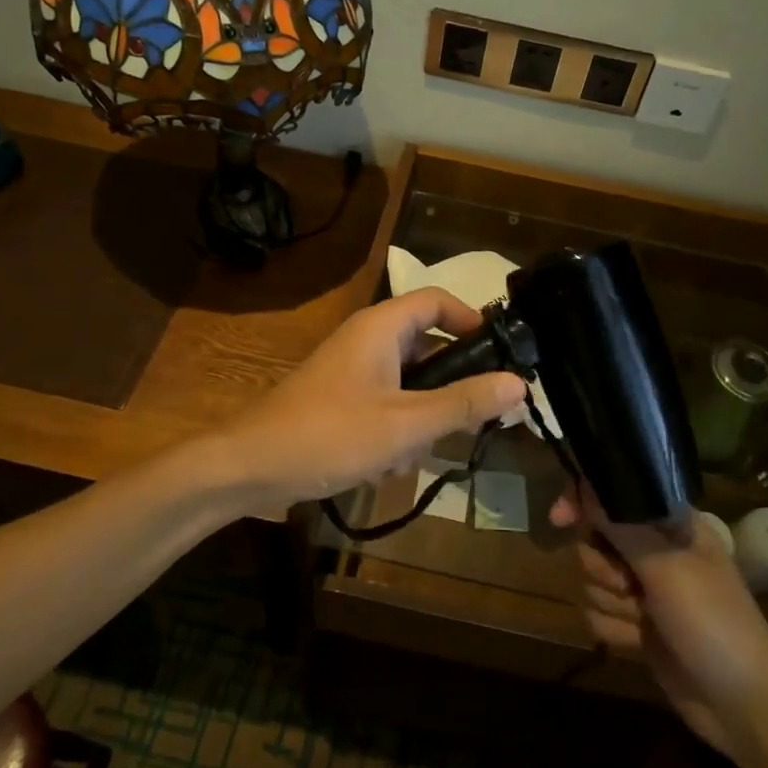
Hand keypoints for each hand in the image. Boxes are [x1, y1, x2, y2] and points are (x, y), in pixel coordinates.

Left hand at [221, 288, 526, 512]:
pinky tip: (389, 465)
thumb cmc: (330, 435)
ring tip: (420, 451)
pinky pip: (386, 404)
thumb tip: (518, 383)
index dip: (472, 319)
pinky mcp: (341, 400)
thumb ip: (463, 403)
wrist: (249, 468)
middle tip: (475, 416)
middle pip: (428, 345)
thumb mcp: (406, 424)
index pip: (437, 300)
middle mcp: (367, 340)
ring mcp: (352, 371)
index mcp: (381, 327)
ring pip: (409, 382)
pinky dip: (396, 429)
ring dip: (422, 417)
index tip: (501, 354)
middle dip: (450, 385)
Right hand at [551, 484, 767, 755]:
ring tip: (644, 620)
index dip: (583, 501)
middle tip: (630, 585)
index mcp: (670, 523)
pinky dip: (615, 629)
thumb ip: (622, 525)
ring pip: (592, 580)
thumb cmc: (713, 621)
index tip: (559, 518)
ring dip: (612, 603)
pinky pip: (598, 614)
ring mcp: (646, 590)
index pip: (615, 493)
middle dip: (602, 566)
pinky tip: (640, 643)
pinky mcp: (637, 626)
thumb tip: (586, 485)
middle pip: (594, 540)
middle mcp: (654, 550)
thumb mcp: (667, 567)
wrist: (744, 706)